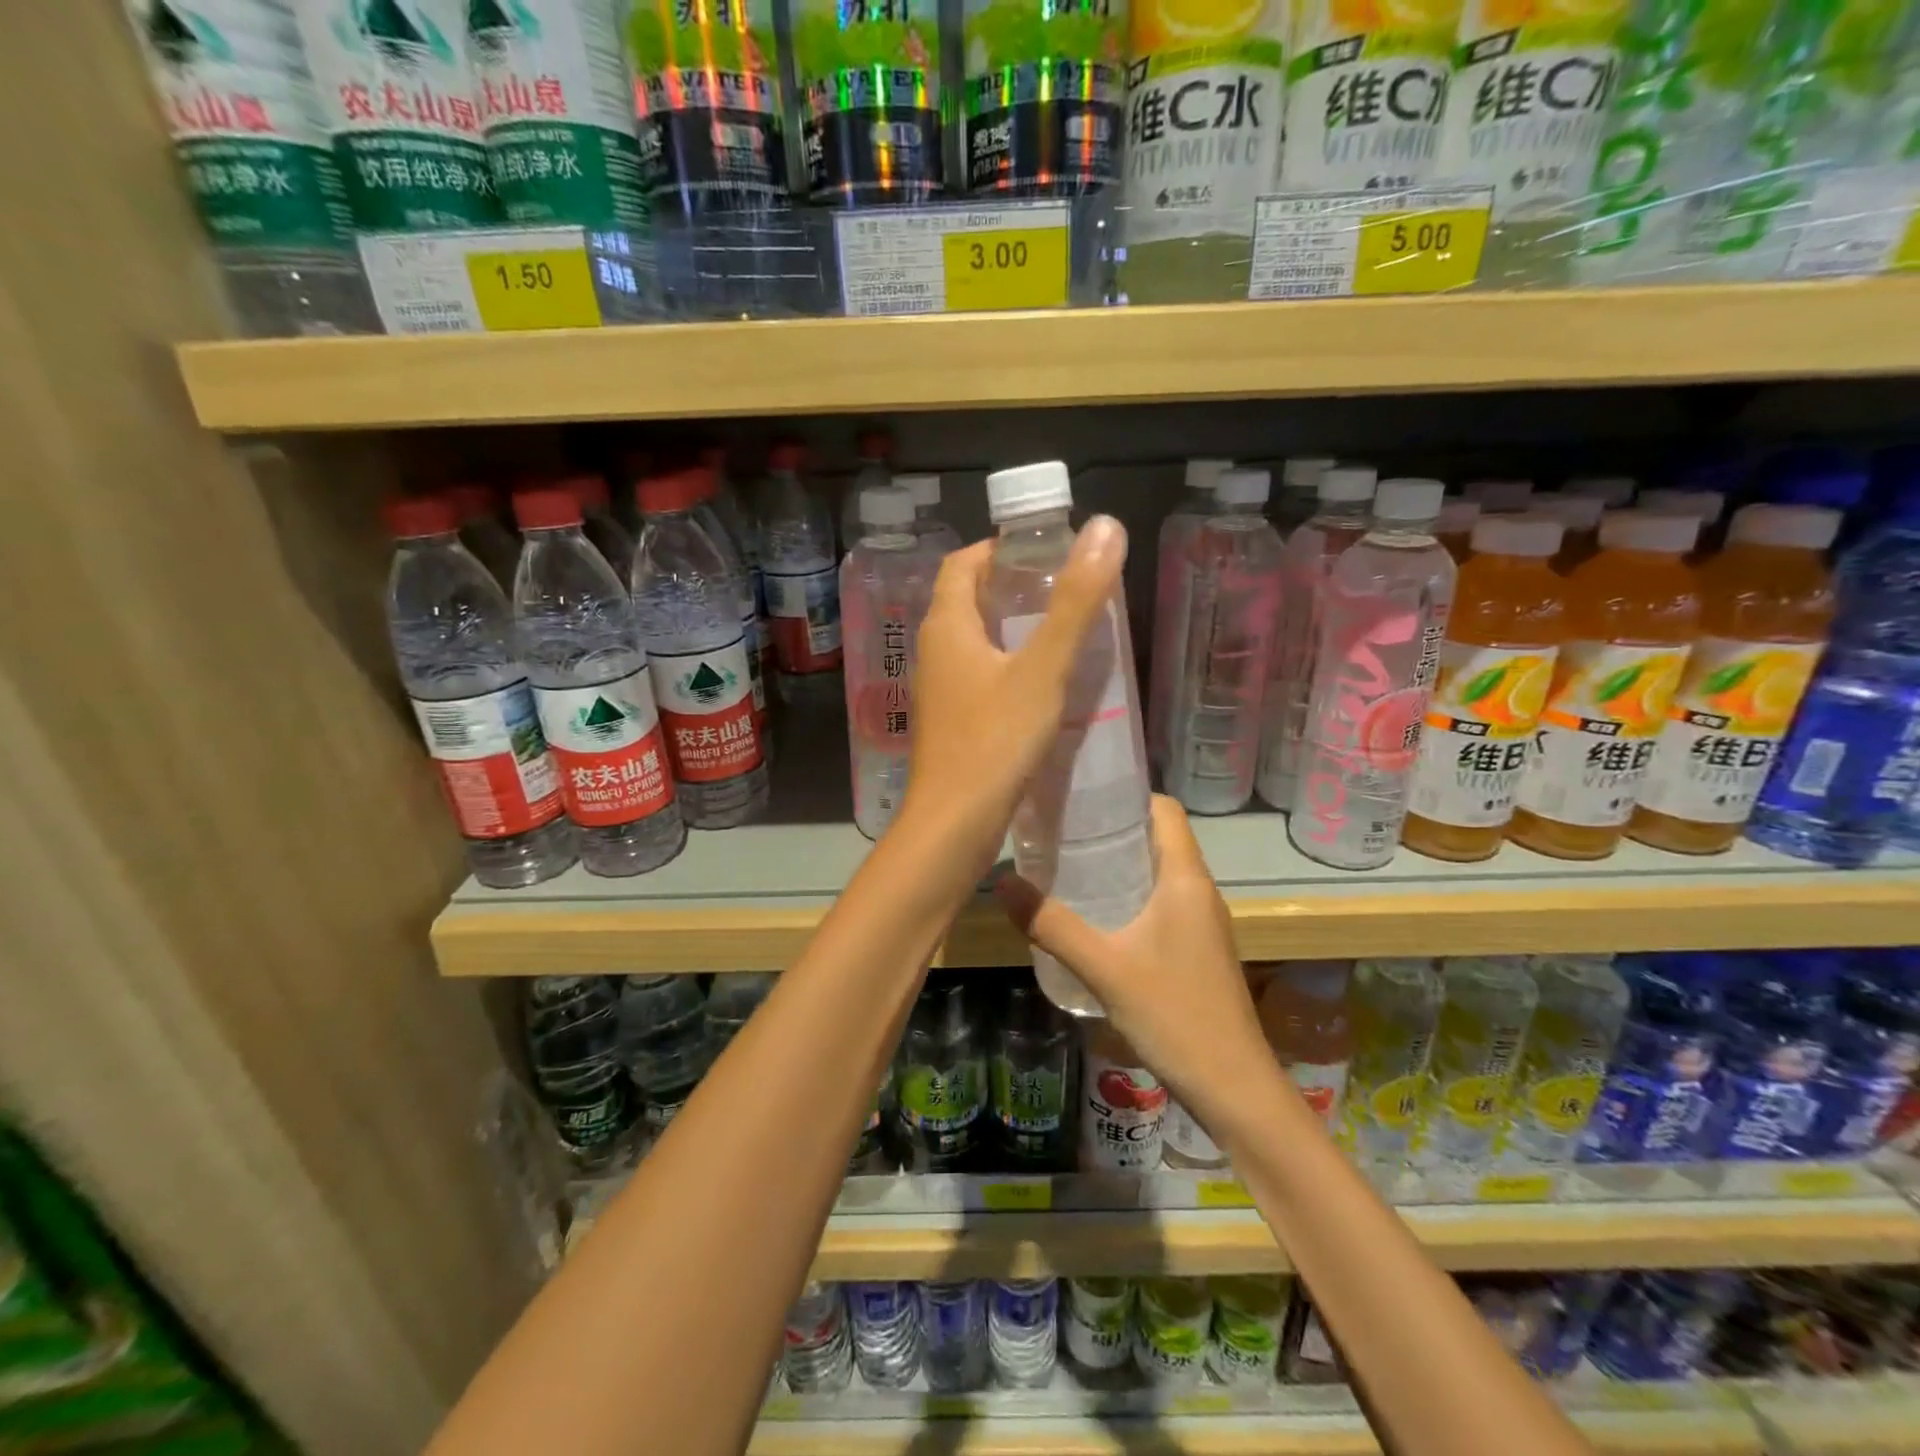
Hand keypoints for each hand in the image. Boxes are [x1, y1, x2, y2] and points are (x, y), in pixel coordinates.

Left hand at [899, 517, 1125, 867]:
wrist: (954, 824)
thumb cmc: (995, 741)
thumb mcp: (1043, 669)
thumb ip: (1075, 603)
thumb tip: (1104, 528)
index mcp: (947, 625)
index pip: (965, 563)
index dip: (1001, 548)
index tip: (1046, 552)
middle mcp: (935, 651)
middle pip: (970, 600)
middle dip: (1015, 588)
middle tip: (1067, 590)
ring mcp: (940, 689)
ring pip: (977, 642)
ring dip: (1015, 630)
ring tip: (1066, 632)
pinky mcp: (952, 721)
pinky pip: (981, 676)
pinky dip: (1011, 667)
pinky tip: (1047, 685)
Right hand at [993, 796, 1276, 1131]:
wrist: (1233, 1087)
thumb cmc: (1174, 1015)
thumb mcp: (1104, 967)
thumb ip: (1051, 925)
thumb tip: (1001, 882)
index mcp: (1186, 879)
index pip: (1165, 809)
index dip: (1127, 794)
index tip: (1080, 796)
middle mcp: (1199, 890)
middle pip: (1158, 837)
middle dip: (1112, 828)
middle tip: (1059, 829)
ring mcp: (1202, 922)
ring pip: (1159, 872)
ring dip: (1119, 863)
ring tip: (1067, 865)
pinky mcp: (1197, 948)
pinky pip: (1161, 902)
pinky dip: (1129, 895)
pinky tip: (1094, 916)